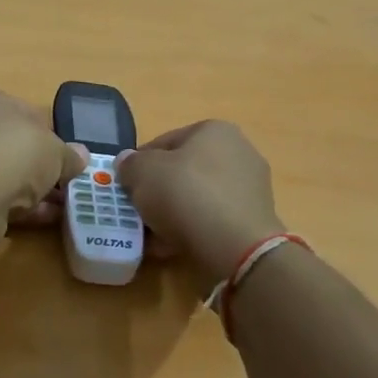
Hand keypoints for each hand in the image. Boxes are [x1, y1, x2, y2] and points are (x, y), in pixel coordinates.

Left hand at [0, 85, 85, 247]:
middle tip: (60, 184)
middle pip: (6, 144)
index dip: (45, 135)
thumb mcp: (55, 150)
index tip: (61, 157)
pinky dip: (13, 206)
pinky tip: (40, 219)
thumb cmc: (14, 151)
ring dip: (27, 190)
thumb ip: (68, 154)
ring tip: (56, 208)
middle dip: (35, 166)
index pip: (19, 111)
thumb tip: (80, 156)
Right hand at [116, 121, 283, 291]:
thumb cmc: (186, 194)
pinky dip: (191, 230)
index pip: (164, 142)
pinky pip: (211, 220)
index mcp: (214, 130)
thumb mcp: (142, 172)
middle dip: (157, 191)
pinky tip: (171, 247)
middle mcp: (238, 152)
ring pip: (196, 198)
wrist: (235, 247)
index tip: (125, 186)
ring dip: (172, 214)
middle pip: (182, 171)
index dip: (139, 164)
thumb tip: (128, 163)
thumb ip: (129, 164)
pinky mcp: (252, 220)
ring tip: (151, 235)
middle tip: (137, 211)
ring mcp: (249, 187)